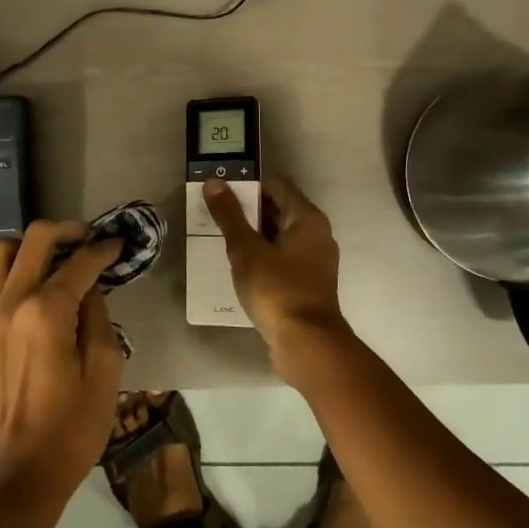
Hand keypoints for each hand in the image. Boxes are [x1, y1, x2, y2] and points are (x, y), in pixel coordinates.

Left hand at [0, 222, 125, 514]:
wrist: (13, 477)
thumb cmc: (68, 432)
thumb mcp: (104, 375)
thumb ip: (100, 321)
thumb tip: (91, 292)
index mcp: (46, 311)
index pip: (80, 263)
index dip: (104, 250)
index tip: (120, 245)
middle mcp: (11, 302)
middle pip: (35, 240)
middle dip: (67, 231)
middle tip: (90, 240)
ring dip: (28, 247)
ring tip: (53, 261)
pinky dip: (2, 274)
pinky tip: (23, 291)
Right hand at [203, 174, 346, 369]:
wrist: (306, 345)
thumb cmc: (277, 290)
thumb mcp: (247, 250)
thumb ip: (229, 216)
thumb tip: (214, 182)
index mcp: (307, 219)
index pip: (275, 184)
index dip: (247, 182)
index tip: (219, 187)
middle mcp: (316, 234)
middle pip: (277, 209)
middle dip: (246, 209)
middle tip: (213, 211)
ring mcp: (313, 261)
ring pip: (277, 236)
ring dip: (251, 234)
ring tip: (218, 236)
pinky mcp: (305, 283)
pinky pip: (279, 258)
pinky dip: (260, 255)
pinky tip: (237, 264)